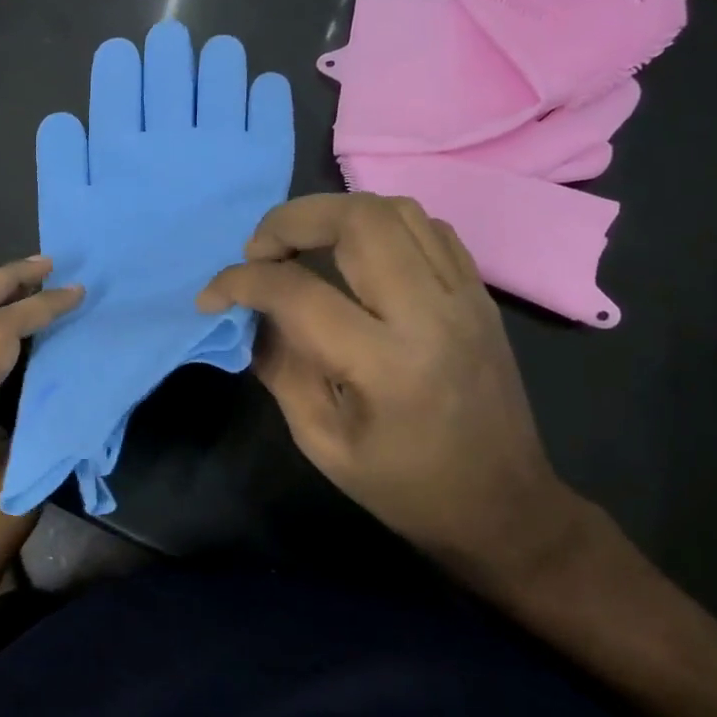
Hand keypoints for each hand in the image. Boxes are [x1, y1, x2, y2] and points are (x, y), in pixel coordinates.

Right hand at [198, 194, 587, 592]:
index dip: (239, 282)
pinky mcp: (480, 294)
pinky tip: (354, 255)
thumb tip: (252, 313)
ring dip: (333, 214)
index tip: (212, 295)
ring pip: (395, 210)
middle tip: (259, 251)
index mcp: (385, 365)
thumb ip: (280, 366)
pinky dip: (378, 226)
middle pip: (357, 220)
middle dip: (290, 221)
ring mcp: (464, 297)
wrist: (504, 506)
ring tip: (301, 246)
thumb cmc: (404, 487)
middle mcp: (430, 315)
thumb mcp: (321, 440)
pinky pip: (427, 228)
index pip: (296, 292)